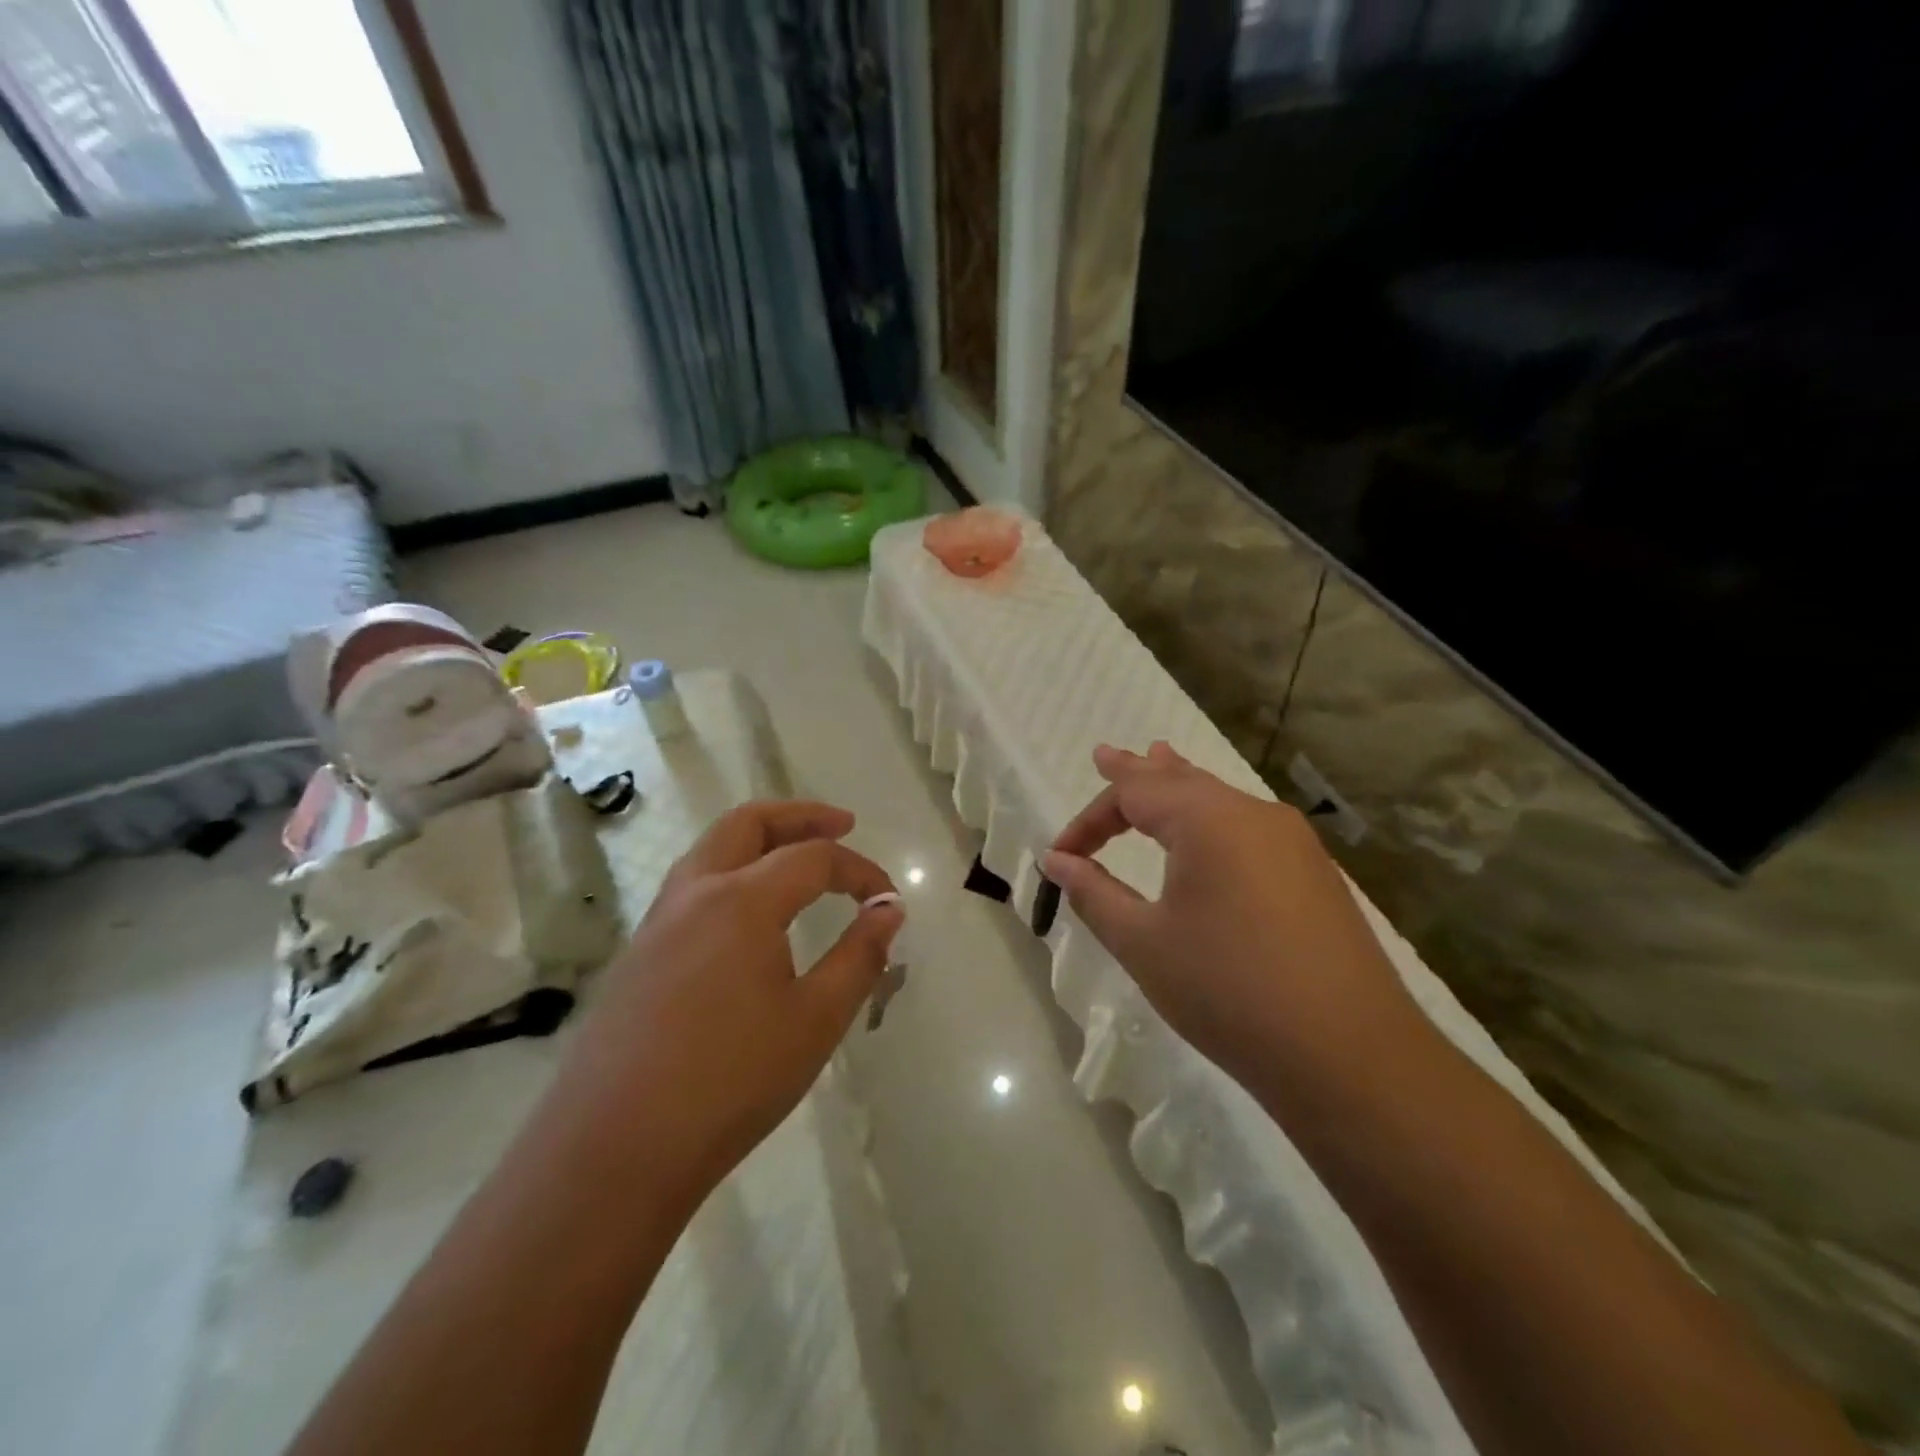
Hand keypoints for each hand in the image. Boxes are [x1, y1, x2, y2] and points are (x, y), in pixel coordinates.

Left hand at [561, 800, 901, 1209]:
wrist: (613, 1151)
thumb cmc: (731, 1081)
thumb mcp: (816, 1020)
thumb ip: (860, 955)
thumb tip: (889, 909)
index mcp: (742, 900)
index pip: (814, 858)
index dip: (859, 870)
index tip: (888, 899)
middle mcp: (695, 893)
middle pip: (748, 822)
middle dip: (800, 816)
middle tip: (842, 825)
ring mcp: (659, 922)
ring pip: (712, 849)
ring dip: (760, 839)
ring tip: (798, 859)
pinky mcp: (640, 954)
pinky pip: (693, 886)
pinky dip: (732, 872)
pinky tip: (751, 916)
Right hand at [1045, 743, 1424, 1109]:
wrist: (1350, 1055)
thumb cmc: (1227, 991)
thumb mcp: (1143, 943)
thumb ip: (1094, 893)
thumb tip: (1056, 860)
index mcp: (1208, 819)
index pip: (1133, 794)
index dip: (1088, 821)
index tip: (1059, 856)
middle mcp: (1254, 814)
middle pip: (1181, 781)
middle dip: (1137, 773)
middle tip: (1106, 755)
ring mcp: (1293, 842)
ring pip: (1220, 799)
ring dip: (1179, 787)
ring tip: (1157, 761)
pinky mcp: (1314, 874)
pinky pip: (1249, 826)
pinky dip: (1213, 816)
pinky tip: (1210, 829)